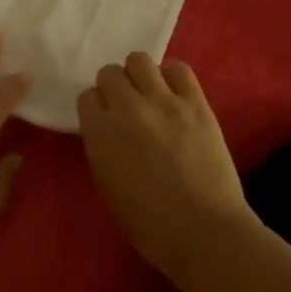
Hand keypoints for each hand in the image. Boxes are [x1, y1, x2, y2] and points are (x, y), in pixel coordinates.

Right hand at [76, 53, 256, 275]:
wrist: (203, 231)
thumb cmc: (149, 224)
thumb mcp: (108, 185)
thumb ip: (103, 148)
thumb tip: (110, 131)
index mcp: (100, 133)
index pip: (87, 97)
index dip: (96, 108)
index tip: (105, 121)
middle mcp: (127, 108)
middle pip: (110, 73)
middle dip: (114, 87)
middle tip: (127, 107)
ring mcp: (164, 101)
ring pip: (139, 60)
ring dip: (139, 75)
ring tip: (150, 95)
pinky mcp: (196, 103)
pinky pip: (179, 69)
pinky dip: (172, 77)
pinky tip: (174, 95)